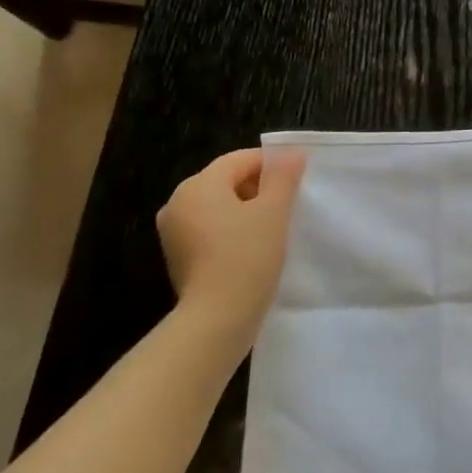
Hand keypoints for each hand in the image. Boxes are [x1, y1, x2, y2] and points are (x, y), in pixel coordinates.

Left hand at [156, 148, 306, 344]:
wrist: (217, 319)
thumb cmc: (247, 257)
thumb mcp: (273, 212)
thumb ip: (283, 178)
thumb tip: (292, 153)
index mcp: (198, 185)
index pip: (239, 160)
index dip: (271, 164)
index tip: (298, 179)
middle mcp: (178, 202)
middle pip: (225, 181)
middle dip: (258, 188)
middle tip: (289, 205)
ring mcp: (173, 232)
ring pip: (217, 207)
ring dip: (245, 210)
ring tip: (274, 228)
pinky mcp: (178, 257)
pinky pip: (209, 230)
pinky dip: (231, 231)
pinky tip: (253, 248)